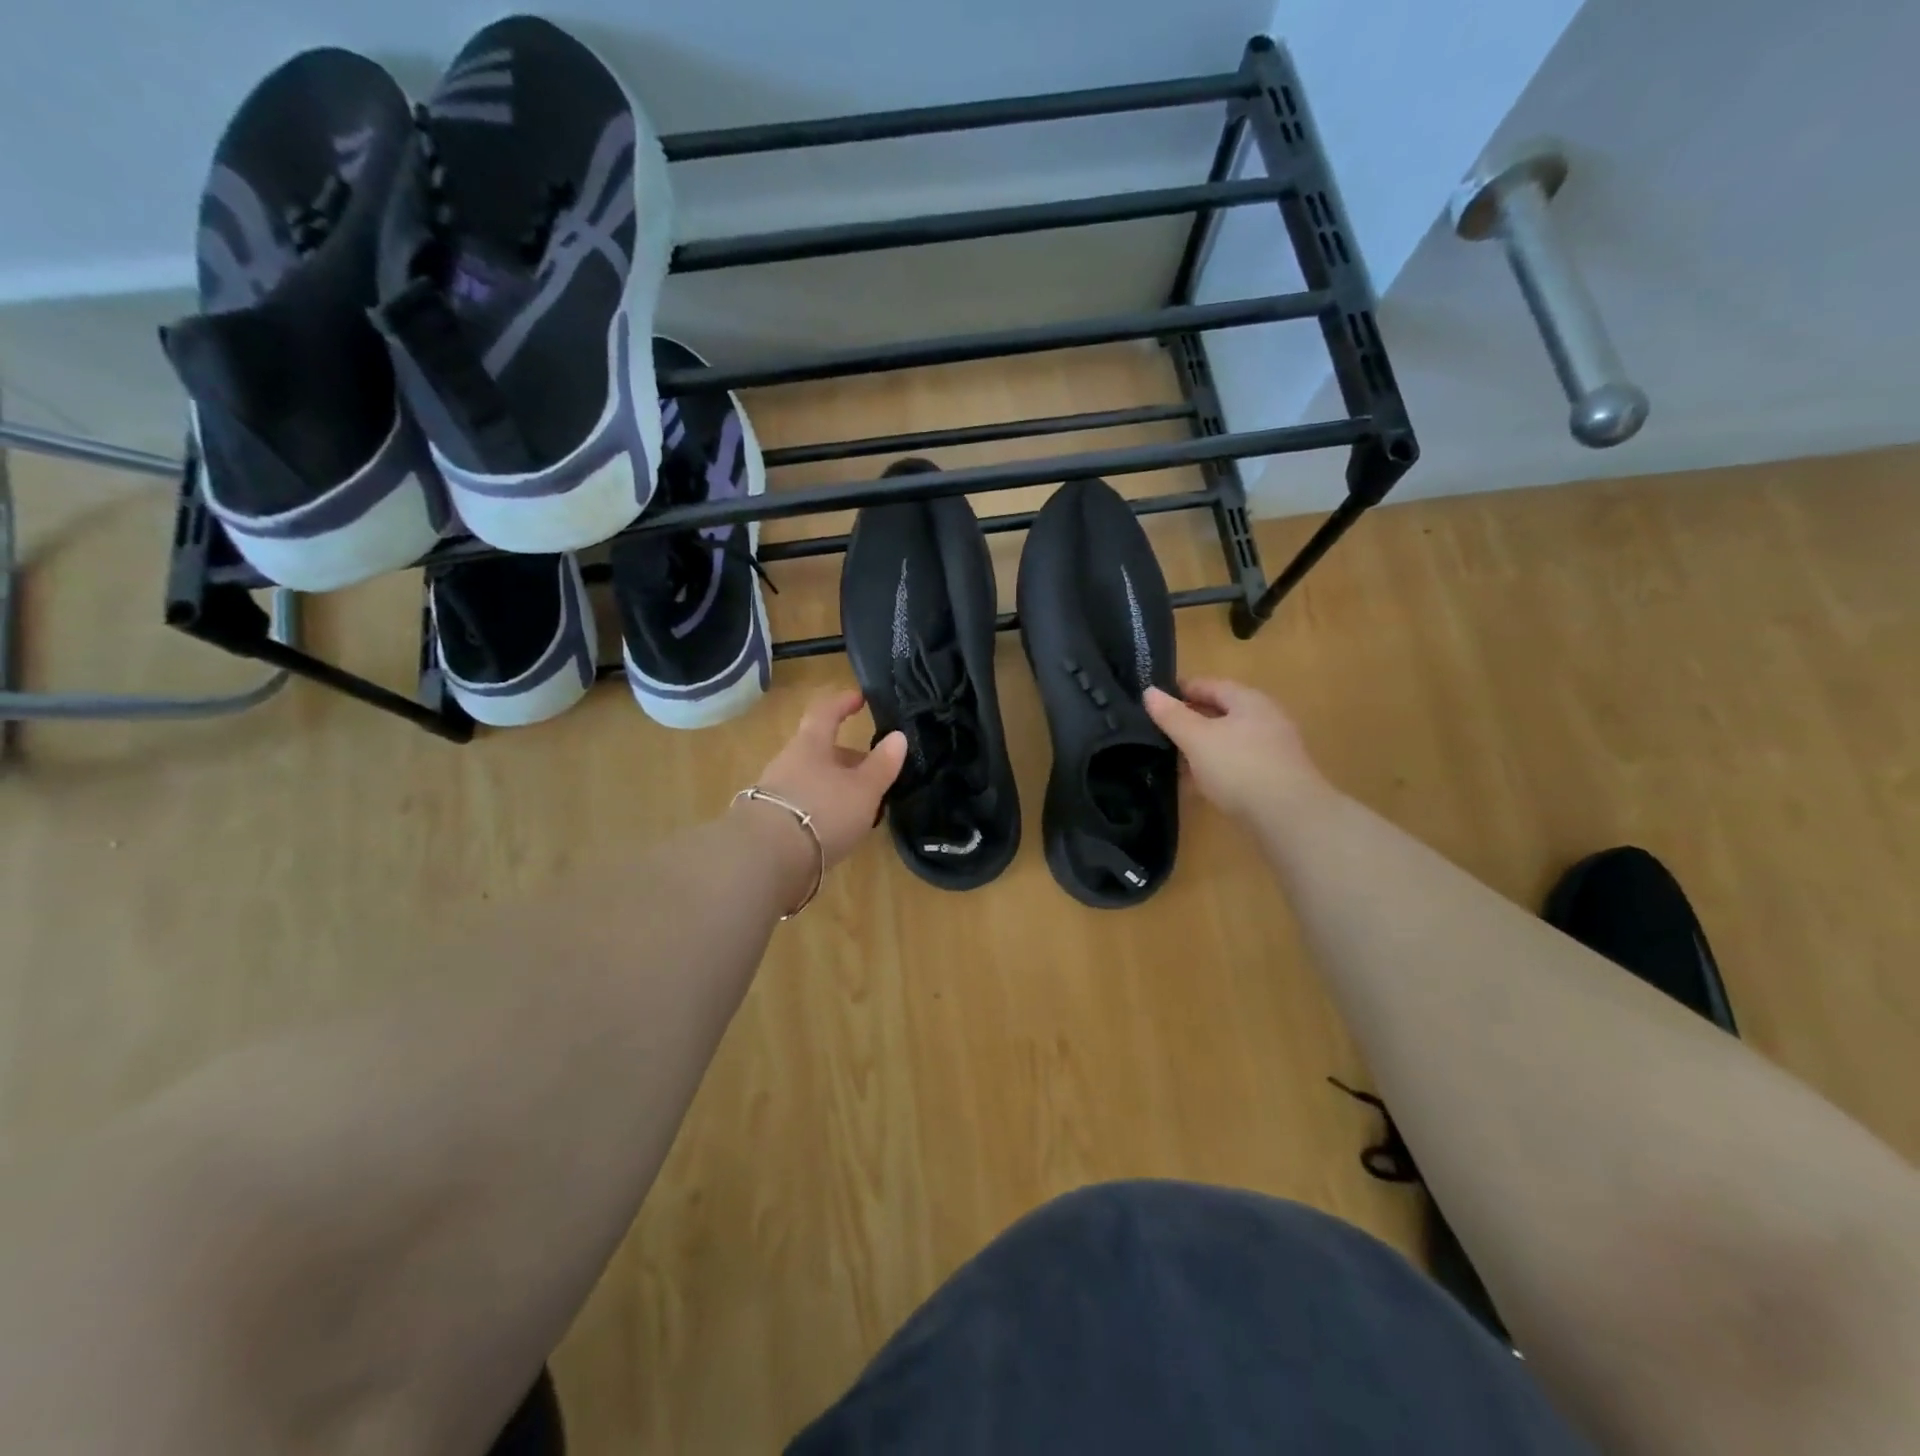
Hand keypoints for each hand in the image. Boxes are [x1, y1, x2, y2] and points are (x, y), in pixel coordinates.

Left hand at [750, 689, 906, 869]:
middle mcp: (788, 762)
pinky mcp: (769, 822)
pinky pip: (803, 805)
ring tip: (861, 807)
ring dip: (836, 787)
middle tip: (874, 772)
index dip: (843, 702)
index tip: (860, 698)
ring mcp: (775, 792)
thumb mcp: (863, 789)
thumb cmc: (822, 811)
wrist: (767, 859)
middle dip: (848, 759)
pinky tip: (837, 828)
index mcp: (811, 745)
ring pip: (813, 780)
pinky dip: (822, 810)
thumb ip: (882, 764)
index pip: (826, 712)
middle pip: (820, 751)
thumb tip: (898, 736)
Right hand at [1144, 679, 1324, 825]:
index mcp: (1249, 700)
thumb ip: (1172, 716)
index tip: (1154, 701)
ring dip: (1202, 746)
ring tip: (1173, 759)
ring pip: (1229, 739)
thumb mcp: (1197, 739)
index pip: (1209, 684)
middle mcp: (1266, 718)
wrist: (1289, 817)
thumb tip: (1149, 692)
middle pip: (1221, 712)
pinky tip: (1199, 783)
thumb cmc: (1239, 767)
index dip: (1180, 690)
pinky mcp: (1275, 777)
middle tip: (1159, 731)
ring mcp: (1274, 749)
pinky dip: (1216, 767)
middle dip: (1190, 719)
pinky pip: (1238, 763)